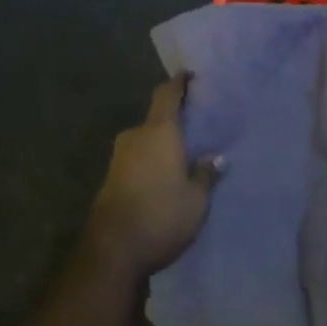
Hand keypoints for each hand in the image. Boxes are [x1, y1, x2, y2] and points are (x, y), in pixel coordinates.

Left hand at [86, 77, 221, 277]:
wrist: (112, 250)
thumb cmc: (161, 215)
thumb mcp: (196, 200)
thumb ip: (205, 174)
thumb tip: (214, 158)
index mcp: (158, 131)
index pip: (167, 94)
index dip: (178, 83)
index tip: (189, 75)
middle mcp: (135, 136)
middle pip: (157, 119)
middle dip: (175, 122)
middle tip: (198, 129)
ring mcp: (119, 157)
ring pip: (147, 141)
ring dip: (163, 145)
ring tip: (185, 156)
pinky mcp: (111, 178)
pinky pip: (138, 159)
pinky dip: (152, 161)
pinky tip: (166, 176)